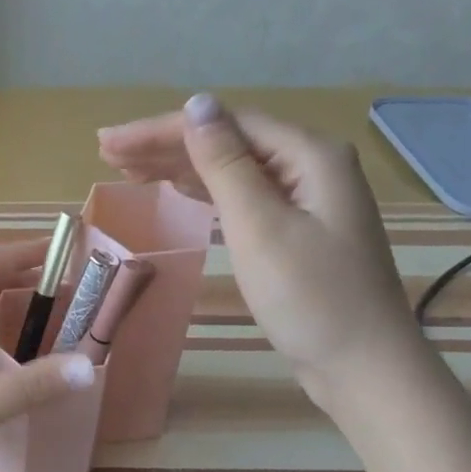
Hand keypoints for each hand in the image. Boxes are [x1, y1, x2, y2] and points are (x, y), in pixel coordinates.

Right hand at [99, 95, 422, 408]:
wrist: (362, 367)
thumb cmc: (310, 297)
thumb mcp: (259, 226)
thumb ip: (225, 164)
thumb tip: (197, 104)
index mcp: (310, 155)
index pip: (225, 124)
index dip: (163, 129)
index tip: (110, 143)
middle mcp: (311, 166)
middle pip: (229, 141)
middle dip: (166, 145)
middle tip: (107, 153)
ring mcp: (308, 200)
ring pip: (234, 169)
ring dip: (181, 167)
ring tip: (128, 170)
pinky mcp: (298, 231)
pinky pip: (244, 196)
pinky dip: (206, 192)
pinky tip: (177, 189)